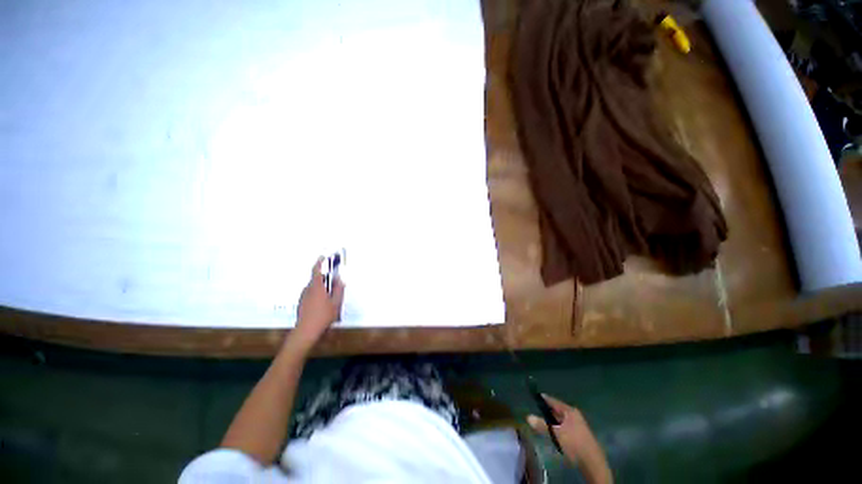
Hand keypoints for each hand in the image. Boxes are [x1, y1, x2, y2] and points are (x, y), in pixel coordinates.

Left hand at [291, 258, 344, 351]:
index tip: (322, 257)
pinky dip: (316, 295)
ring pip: (313, 288)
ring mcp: (303, 297)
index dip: (319, 262)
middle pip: (316, 279)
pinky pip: (310, 294)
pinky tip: (322, 305)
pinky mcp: (301, 304)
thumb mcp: (336, 303)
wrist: (306, 331)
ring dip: (321, 288)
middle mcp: (308, 289)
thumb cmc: (323, 316)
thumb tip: (339, 280)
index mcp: (317, 287)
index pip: (316, 270)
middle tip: (334, 284)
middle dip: (325, 279)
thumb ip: (338, 289)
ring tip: (329, 298)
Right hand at [527, 394, 611, 483]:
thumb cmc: (574, 443)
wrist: (593, 462)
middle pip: (558, 411)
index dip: (545, 399)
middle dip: (548, 412)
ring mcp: (578, 426)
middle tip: (537, 411)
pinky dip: (558, 428)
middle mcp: (575, 415)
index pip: (554, 402)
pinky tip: (554, 434)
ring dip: (553, 422)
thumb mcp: (556, 434)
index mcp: (570, 411)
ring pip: (561, 420)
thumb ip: (542, 425)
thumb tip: (528, 417)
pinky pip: (565, 427)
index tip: (536, 396)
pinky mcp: (579, 435)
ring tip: (542, 423)